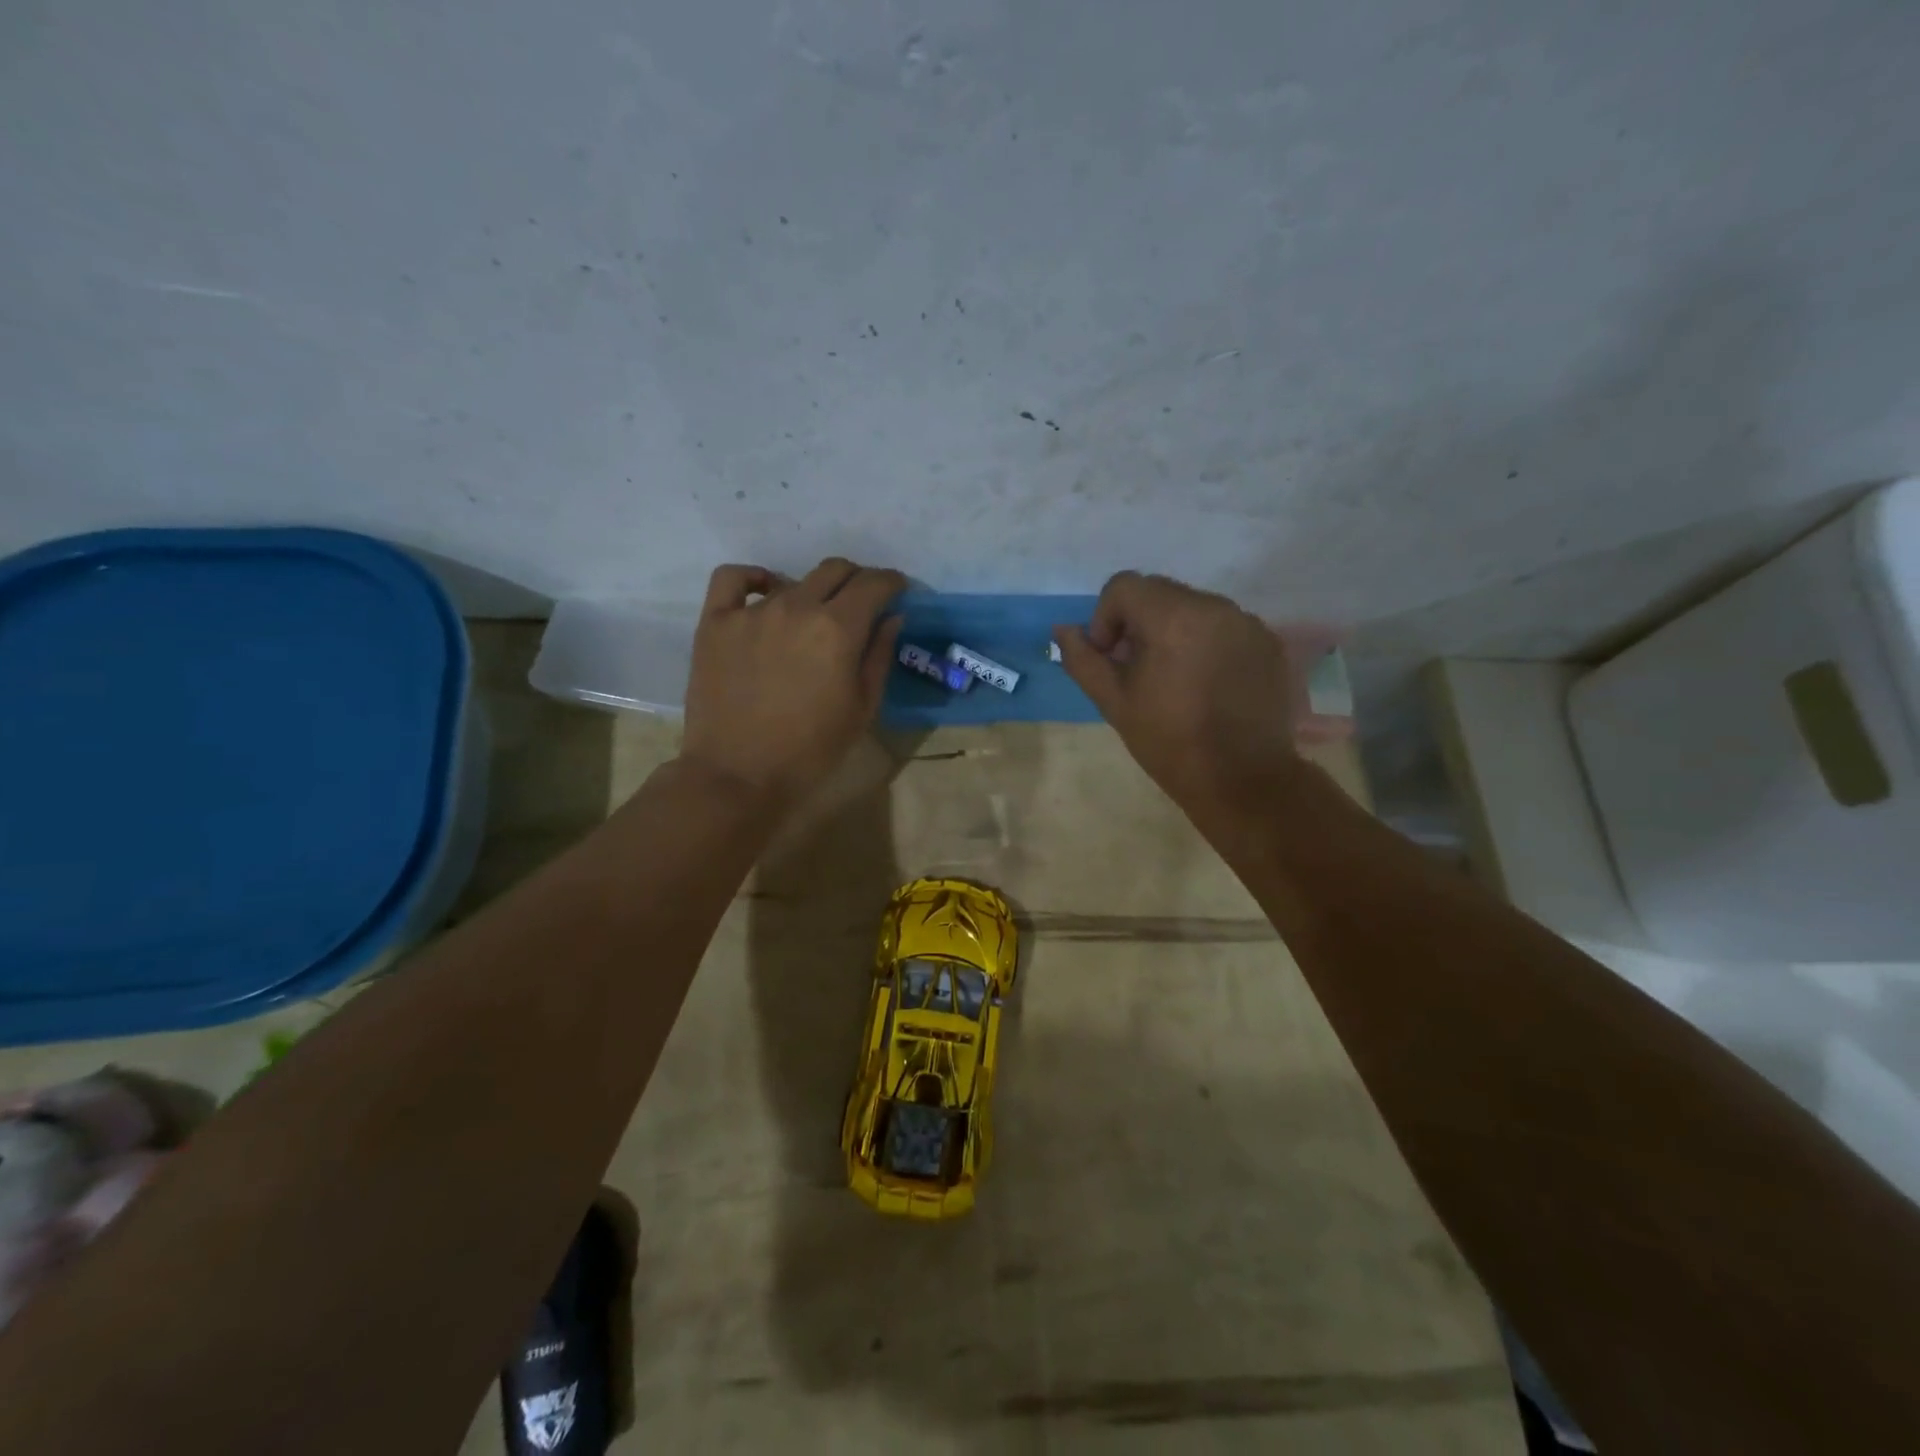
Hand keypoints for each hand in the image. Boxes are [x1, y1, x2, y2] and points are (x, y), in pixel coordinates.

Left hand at [682, 557, 904, 804]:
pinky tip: (765, 593)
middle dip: (858, 580)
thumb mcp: (862, 709)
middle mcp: (796, 607)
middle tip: (862, 602)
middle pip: (835, 570)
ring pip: (792, 579)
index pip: (874, 584)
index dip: (892, 582)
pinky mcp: (715, 622)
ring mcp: (752, 611)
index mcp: (838, 629)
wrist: (738, 775)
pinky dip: (755, 579)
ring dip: (813, 591)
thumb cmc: (810, 751)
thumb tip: (892, 618)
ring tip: (813, 618)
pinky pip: (734, 579)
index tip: (897, 591)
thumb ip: (879, 656)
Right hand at [1053, 572, 1316, 816]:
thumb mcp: (1114, 702)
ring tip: (1174, 679)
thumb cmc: (1169, 741)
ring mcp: (1247, 623)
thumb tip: (1063, 630)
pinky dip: (1206, 643)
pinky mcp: (1269, 643)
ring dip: (1173, 631)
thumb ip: (1083, 659)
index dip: (1105, 618)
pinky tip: (1207, 685)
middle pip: (1160, 592)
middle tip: (1137, 670)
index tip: (1111, 658)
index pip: (1124, 586)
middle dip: (1138, 622)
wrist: (1242, 780)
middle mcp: (1215, 607)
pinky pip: (1224, 626)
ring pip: (1193, 607)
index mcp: (1173, 617)